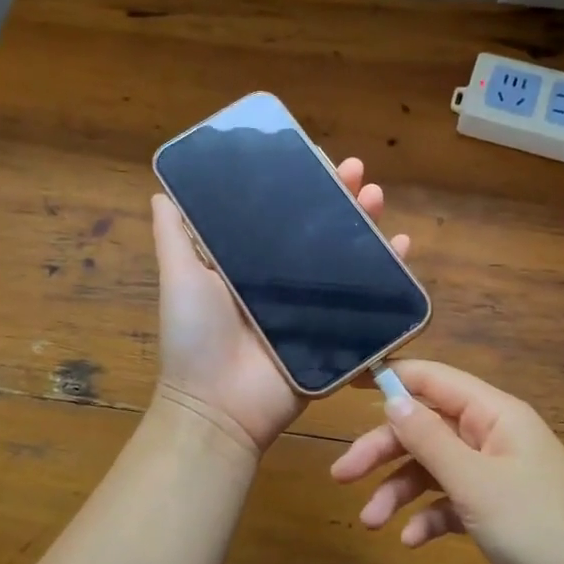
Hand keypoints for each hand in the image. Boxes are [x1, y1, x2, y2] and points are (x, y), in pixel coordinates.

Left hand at [150, 157, 410, 456]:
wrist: (218, 406)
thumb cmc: (195, 336)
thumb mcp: (179, 277)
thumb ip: (173, 237)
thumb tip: (160, 192)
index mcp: (251, 262)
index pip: (282, 214)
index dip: (301, 185)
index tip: (317, 156)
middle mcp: (285, 278)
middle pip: (321, 229)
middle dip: (341, 196)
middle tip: (358, 171)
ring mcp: (314, 305)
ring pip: (349, 256)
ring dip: (367, 223)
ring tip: (377, 198)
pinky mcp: (336, 332)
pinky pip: (369, 298)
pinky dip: (390, 272)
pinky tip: (402, 246)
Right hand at [330, 360, 563, 563]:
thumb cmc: (539, 529)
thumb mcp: (475, 481)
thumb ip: (429, 438)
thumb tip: (391, 397)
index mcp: (494, 414)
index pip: (433, 379)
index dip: (391, 377)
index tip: (346, 383)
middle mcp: (493, 436)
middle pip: (425, 427)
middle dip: (383, 448)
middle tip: (342, 475)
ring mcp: (495, 475)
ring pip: (433, 467)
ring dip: (399, 490)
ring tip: (371, 522)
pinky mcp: (497, 512)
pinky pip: (450, 502)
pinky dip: (428, 517)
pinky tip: (412, 541)